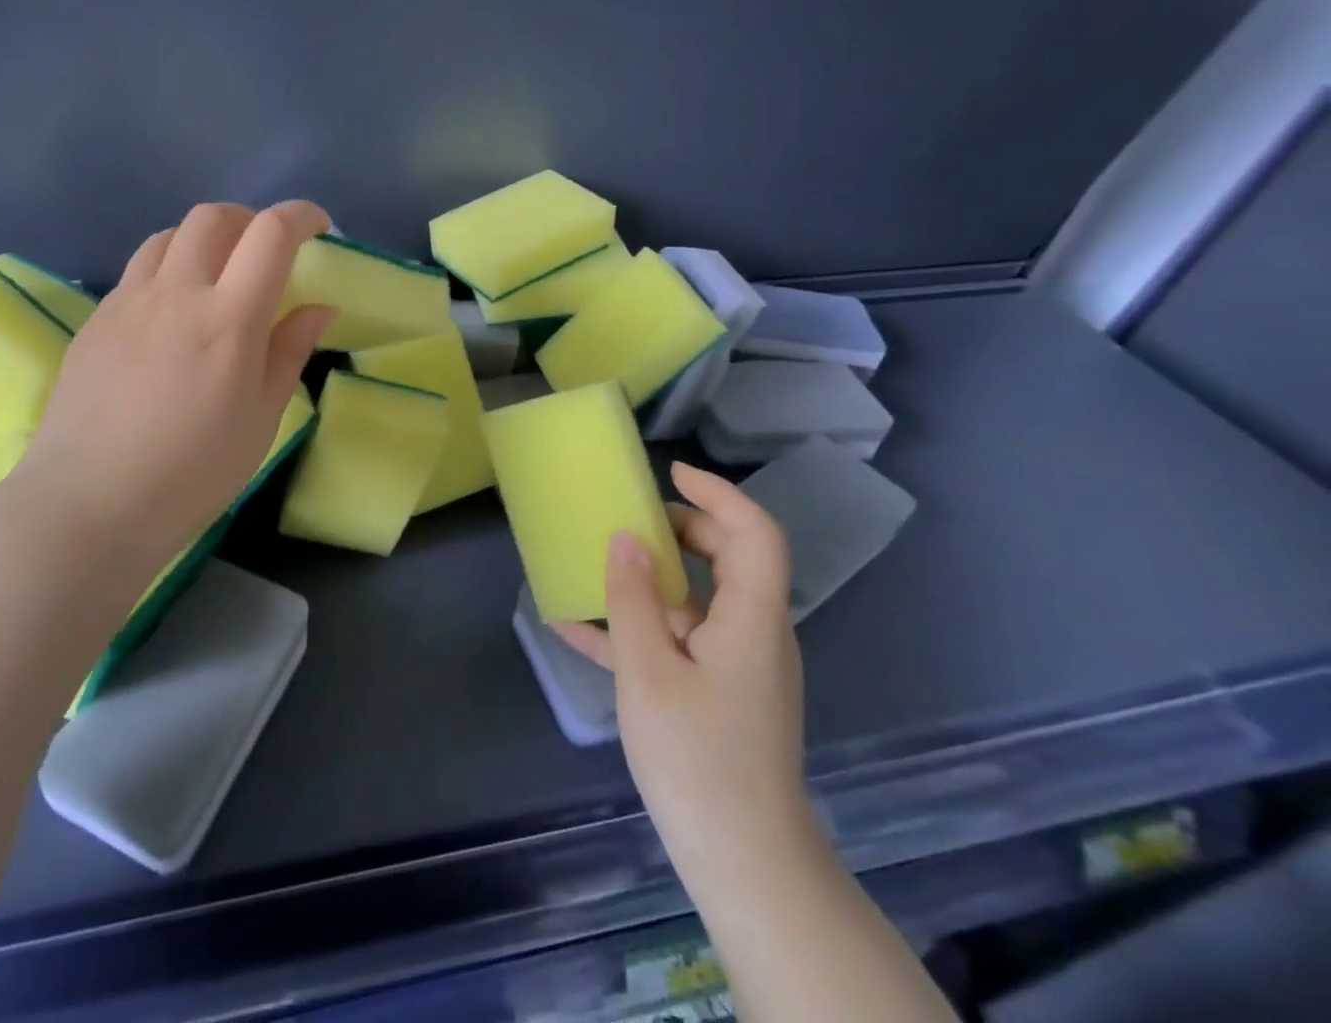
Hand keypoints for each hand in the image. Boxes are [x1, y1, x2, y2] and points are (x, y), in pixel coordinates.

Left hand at [14, 201, 333, 580]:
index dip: (301, 215)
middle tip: (266, 253)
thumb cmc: (193, 473)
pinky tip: (171, 314)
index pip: (270, 234)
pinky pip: (138, 271)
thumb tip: (319, 307)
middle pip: (214, 217)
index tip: (319, 227)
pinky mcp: (96, 319)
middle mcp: (176, 293)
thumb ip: (290, 351)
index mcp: (228, 318)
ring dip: (204, 240)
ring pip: (169, 236)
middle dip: (249, 220)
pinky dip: (168, 269)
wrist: (89, 504)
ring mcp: (128, 301)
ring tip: (217, 277)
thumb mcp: (261, 418)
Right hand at [553, 462, 810, 889]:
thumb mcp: (648, 672)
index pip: (755, 533)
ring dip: (652, 578)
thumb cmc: (697, 758)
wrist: (743, 862)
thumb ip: (633, 599)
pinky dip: (642, 626)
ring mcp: (740, 665)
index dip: (719, 494)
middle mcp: (755, 632)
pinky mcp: (722, 692)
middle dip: (680, 529)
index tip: (671, 474)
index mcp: (751, 618)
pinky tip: (580, 629)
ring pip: (701, 599)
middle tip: (629, 519)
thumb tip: (625, 537)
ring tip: (596, 566)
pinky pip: (682, 640)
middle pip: (730, 558)